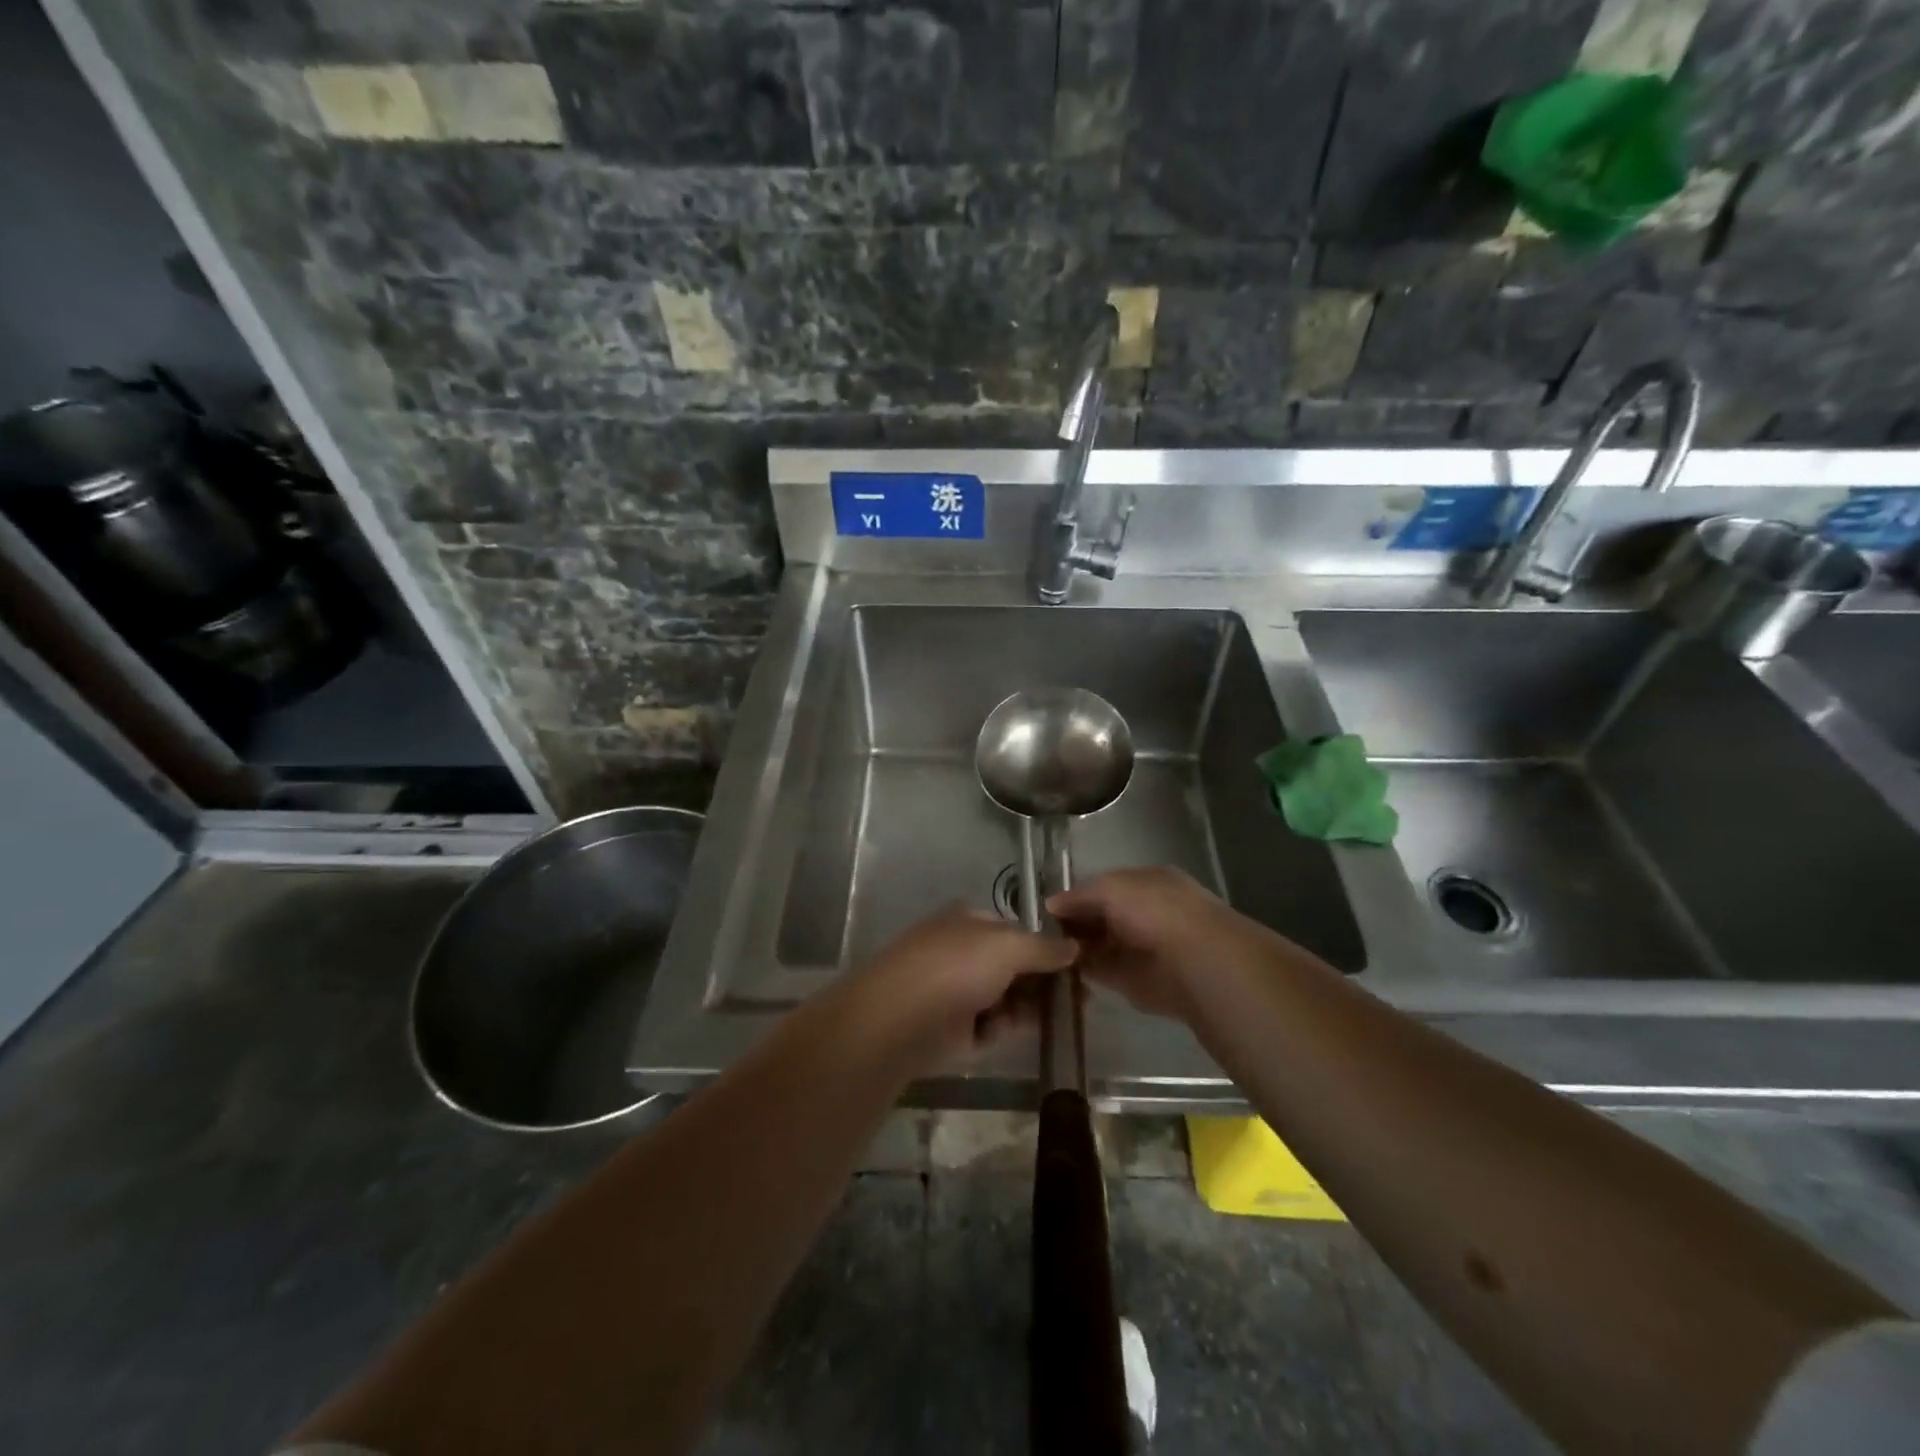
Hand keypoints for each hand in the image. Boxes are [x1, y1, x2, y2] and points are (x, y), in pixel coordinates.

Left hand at [838, 905, 1076, 1070]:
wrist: (899, 1019)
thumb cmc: (954, 967)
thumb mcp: (1007, 946)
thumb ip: (1044, 947)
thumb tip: (1073, 947)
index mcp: (968, 922)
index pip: (1015, 931)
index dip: (1047, 947)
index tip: (1078, 966)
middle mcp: (962, 952)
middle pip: (1013, 966)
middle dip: (1043, 981)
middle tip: (1080, 1000)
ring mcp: (956, 991)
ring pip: (1005, 998)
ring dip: (1029, 1006)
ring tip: (1060, 1018)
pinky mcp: (953, 1030)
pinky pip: (990, 1026)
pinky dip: (1004, 1028)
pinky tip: (1015, 1031)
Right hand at [1048, 866, 1270, 1024]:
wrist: (1196, 962)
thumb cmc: (1156, 911)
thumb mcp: (1113, 887)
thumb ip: (1080, 894)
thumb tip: (1051, 904)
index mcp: (1146, 884)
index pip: (1103, 887)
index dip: (1076, 897)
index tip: (1045, 910)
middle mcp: (1145, 913)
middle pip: (1101, 917)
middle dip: (1074, 923)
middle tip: (1039, 933)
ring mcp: (1142, 949)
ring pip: (1100, 945)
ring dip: (1076, 948)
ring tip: (1043, 952)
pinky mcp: (1137, 982)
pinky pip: (1103, 973)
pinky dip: (1083, 972)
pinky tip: (1059, 970)